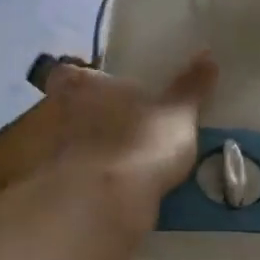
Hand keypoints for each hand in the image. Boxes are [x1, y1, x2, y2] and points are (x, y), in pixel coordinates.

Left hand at [43, 54, 216, 220]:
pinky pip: (74, 180)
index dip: (79, 80)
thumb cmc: (140, 141)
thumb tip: (207, 54)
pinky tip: (115, 191)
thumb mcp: (177, 112)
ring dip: (88, 152)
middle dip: (85, 117)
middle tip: (118, 125)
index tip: (99, 87)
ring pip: (67, 145)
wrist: (105, 204)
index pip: (65, 73)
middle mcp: (57, 114)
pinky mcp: (55, 192)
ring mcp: (52, 155)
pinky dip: (90, 183)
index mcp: (81, 85)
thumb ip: (190, 86)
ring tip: (122, 162)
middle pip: (64, 109)